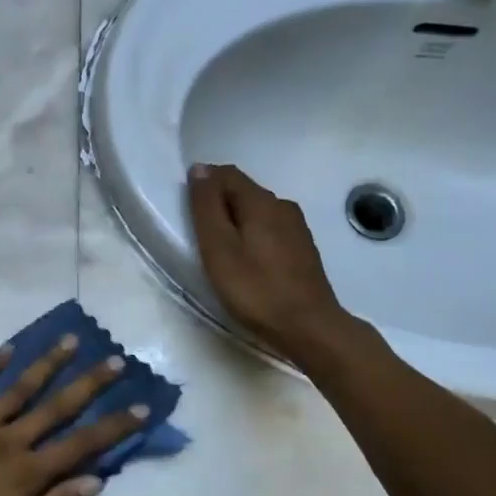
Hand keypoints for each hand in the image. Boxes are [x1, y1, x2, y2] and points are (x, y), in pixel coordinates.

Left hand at [0, 337, 147, 495]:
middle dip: (90, 383)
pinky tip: (9, 348)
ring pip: (19, 388)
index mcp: (28, 473)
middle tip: (116, 359)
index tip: (143, 405)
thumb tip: (95, 480)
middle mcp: (8, 440)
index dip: (116, 425)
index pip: (83, 444)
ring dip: (47, 363)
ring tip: (70, 340)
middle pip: (57, 407)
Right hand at [187, 162, 363, 370]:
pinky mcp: (302, 249)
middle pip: (243, 191)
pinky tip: (246, 260)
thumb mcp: (218, 247)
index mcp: (261, 201)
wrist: (308, 327)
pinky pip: (270, 228)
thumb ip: (207, 206)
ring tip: (219, 249)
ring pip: (257, 211)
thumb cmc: (255, 289)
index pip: (226, 174)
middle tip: (198, 233)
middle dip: (218, 202)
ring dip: (235, 220)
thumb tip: (200, 169)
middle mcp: (283, 205)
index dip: (203, 183)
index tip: (186, 210)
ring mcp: (297, 227)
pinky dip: (252, 234)